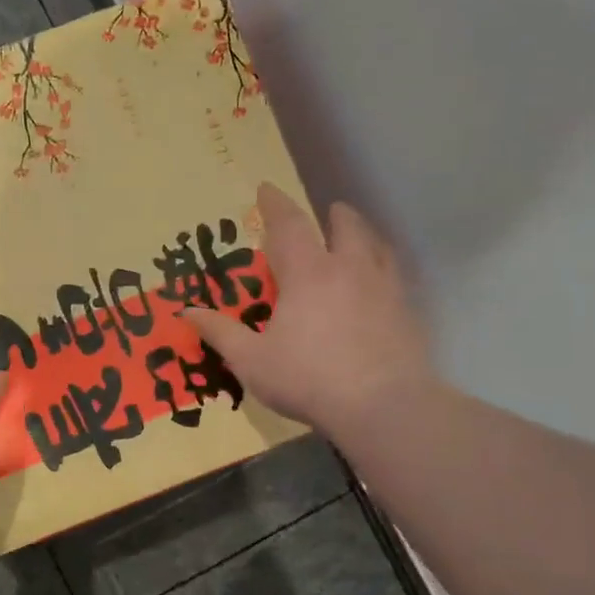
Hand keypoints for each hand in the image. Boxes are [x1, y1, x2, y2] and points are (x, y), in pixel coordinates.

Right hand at [183, 183, 434, 440]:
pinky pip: (395, 278)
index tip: (266, 188)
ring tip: (356, 240)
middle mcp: (349, 269)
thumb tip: (187, 312)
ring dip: (363, 236)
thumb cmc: (308, 379)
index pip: (289, 225)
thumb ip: (221, 332)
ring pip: (377, 247)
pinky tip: (380, 287)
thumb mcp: (252, 361)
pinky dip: (384, 270)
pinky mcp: (407, 312)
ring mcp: (384, 289)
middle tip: (328, 213)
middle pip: (345, 227)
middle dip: (333, 216)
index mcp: (308, 274)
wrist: (383, 406)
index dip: (275, 204)